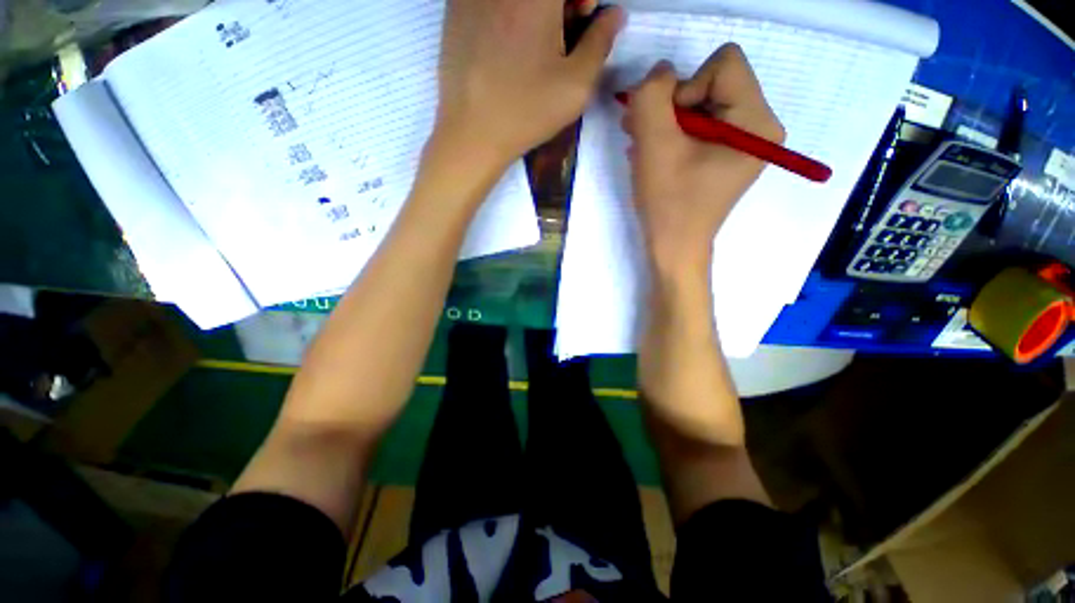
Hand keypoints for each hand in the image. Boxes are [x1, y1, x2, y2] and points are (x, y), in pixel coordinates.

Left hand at [434, 0, 623, 169]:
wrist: (472, 134)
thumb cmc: (527, 112)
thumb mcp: (576, 85)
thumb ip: (601, 42)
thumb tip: (614, 14)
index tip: (582, 19)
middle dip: (560, 3)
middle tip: (560, 34)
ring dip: (533, 9)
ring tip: (532, 44)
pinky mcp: (454, 10)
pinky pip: (492, 3)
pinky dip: (507, 14)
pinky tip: (505, 46)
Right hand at [624, 44, 783, 274]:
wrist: (673, 248)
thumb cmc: (668, 203)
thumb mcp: (654, 145)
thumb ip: (652, 95)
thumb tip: (660, 73)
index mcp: (757, 121)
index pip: (724, 63)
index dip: (686, 88)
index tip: (669, 129)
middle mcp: (760, 126)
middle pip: (713, 82)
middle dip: (672, 107)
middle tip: (643, 136)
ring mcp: (743, 142)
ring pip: (701, 104)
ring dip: (666, 122)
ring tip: (643, 148)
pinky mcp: (726, 155)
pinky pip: (699, 126)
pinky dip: (672, 136)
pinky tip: (655, 156)